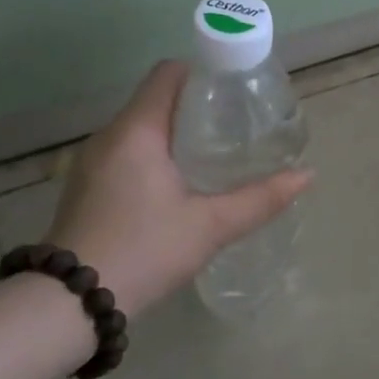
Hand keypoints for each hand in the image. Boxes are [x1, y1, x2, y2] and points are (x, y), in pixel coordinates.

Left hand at [48, 61, 311, 314]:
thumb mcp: (210, 226)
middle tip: (238, 127)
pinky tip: (181, 186)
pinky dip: (157, 155)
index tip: (237, 92)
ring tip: (216, 155)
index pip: (169, 74)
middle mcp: (109, 136)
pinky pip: (128, 153)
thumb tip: (307, 175)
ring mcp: (92, 163)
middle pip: (157, 100)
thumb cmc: (144, 251)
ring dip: (177, 134)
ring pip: (142, 129)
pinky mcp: (87, 187)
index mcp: (136, 131)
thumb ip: (260, 199)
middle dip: (198, 107)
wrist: (71, 305)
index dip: (205, 73)